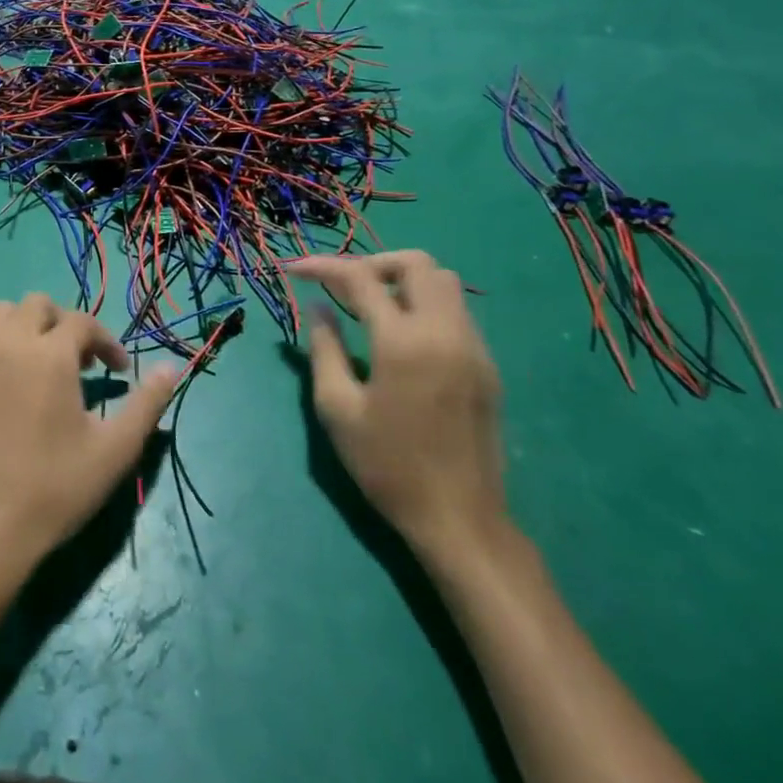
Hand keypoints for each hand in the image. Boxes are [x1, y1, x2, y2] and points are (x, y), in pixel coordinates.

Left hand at [0, 296, 176, 592]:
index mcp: (51, 355)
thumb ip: (147, 404)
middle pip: (37, 304)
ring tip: (40, 363)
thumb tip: (172, 368)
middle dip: (64, 323)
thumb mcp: (115, 450)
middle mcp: (11, 344)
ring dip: (25, 327)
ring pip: (0, 314)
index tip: (119, 371)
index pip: (83, 322)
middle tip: (79, 362)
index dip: (107, 340)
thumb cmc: (56, 488)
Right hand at [286, 252, 506, 563]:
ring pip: (444, 282)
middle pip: (416, 263)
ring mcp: (473, 347)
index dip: (323, 266)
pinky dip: (424, 304)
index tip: (296, 270)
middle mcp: (445, 332)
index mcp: (403, 342)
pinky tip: (401, 335)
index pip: (360, 279)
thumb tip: (318, 308)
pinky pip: (456, 312)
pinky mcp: (487, 365)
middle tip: (343, 287)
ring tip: (371, 306)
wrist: (459, 519)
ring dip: (403, 280)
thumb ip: (324, 349)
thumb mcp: (337, 408)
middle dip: (373, 263)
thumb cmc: (387, 466)